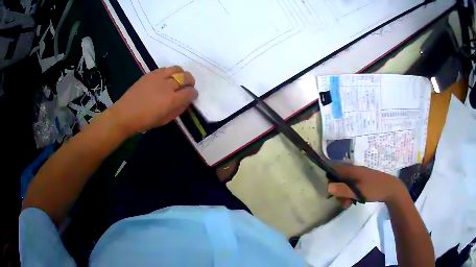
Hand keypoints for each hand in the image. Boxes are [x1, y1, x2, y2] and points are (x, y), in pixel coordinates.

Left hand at [110, 66, 197, 135]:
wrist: (125, 114)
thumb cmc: (145, 121)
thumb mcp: (165, 120)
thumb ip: (178, 110)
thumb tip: (185, 101)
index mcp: (172, 100)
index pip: (190, 92)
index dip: (193, 94)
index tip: (192, 97)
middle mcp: (168, 86)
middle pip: (186, 77)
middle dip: (190, 82)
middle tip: (187, 87)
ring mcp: (158, 77)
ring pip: (177, 69)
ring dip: (181, 74)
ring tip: (178, 80)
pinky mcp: (150, 74)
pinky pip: (165, 68)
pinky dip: (170, 72)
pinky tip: (166, 78)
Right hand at [328, 164, 406, 207]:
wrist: (390, 189)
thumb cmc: (374, 189)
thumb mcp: (358, 191)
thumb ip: (343, 190)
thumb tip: (328, 187)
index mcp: (351, 170)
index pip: (334, 169)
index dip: (329, 179)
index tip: (331, 191)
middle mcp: (353, 170)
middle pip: (338, 179)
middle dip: (338, 191)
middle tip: (343, 202)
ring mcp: (358, 176)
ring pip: (345, 184)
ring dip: (344, 195)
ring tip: (349, 204)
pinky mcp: (362, 181)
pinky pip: (351, 186)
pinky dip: (350, 194)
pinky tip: (353, 201)